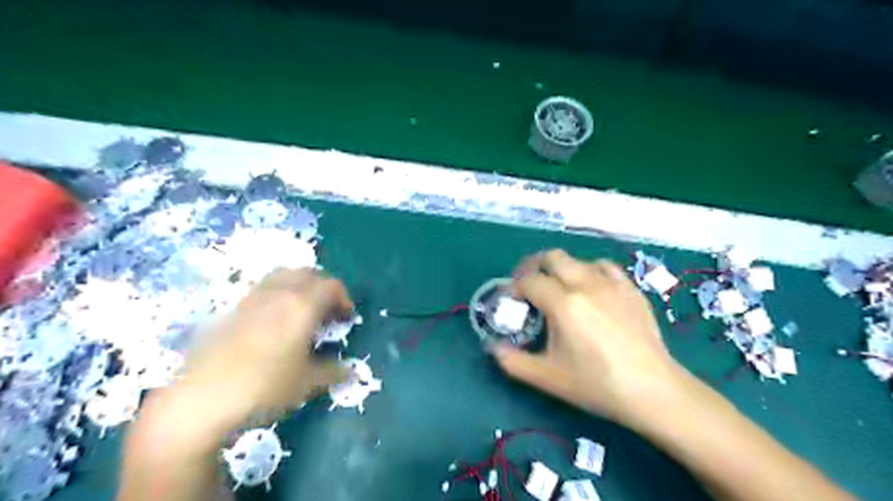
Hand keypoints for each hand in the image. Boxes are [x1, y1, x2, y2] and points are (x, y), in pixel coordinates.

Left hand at [121, 271, 351, 499]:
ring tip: (303, 312)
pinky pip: (263, 290)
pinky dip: (278, 295)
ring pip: (283, 276)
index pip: (331, 286)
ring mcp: (251, 299)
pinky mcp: (231, 310)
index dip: (344, 299)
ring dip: (300, 286)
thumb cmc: (264, 388)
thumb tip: (351, 371)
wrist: (199, 401)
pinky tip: (274, 324)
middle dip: (323, 287)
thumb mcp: (306, 383)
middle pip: (308, 273)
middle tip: (328, 310)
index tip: (347, 318)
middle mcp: (278, 294)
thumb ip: (333, 372)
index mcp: (302, 305)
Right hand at [491, 249, 685, 426]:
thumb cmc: (596, 384)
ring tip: (560, 288)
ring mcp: (611, 284)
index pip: (530, 281)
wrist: (652, 390)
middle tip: (530, 285)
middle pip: (552, 257)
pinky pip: (605, 267)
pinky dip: (591, 271)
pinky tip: (591, 288)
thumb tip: (492, 348)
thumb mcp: (548, 377)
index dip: (515, 287)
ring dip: (562, 269)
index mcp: (563, 304)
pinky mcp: (630, 289)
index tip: (512, 300)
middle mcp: (586, 284)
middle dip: (535, 266)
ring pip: (578, 259)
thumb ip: (513, 362)